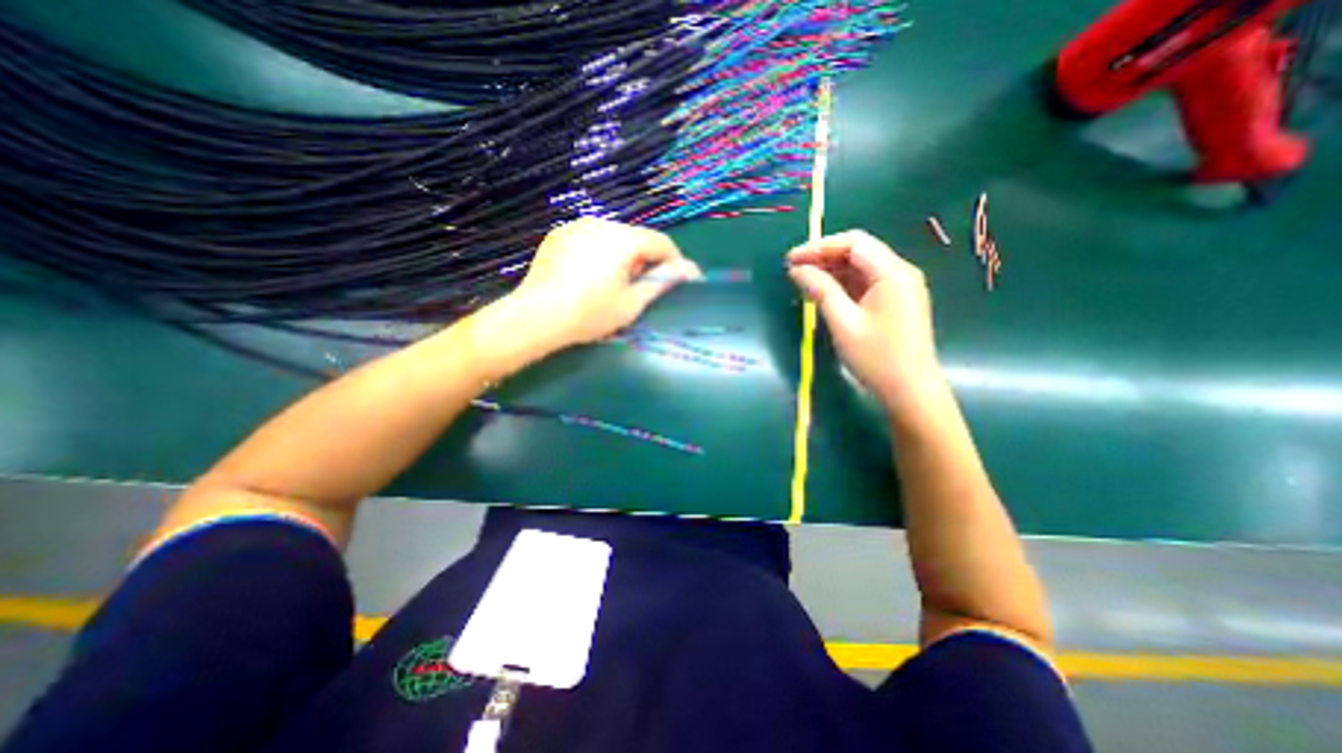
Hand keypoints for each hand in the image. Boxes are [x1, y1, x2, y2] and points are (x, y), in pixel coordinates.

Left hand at [510, 218, 707, 347]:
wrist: (536, 316)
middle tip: (641, 286)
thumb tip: (690, 269)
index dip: (673, 261)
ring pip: (612, 236)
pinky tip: (590, 275)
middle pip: (636, 237)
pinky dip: (600, 252)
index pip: (660, 242)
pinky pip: (590, 238)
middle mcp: (600, 223)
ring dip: (623, 255)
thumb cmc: (589, 313)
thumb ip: (661, 282)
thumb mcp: (631, 304)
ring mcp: (575, 226)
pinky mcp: (558, 234)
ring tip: (614, 282)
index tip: (676, 280)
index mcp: (622, 239)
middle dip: (645, 259)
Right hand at [788, 230, 940, 417]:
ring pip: (861, 267)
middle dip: (824, 257)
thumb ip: (821, 291)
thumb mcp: (844, 323)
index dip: (819, 247)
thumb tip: (797, 270)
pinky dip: (843, 285)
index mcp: (892, 273)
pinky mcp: (896, 302)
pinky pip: (866, 283)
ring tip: (803, 281)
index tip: (791, 259)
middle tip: (793, 270)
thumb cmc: (877, 358)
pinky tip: (824, 293)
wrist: (911, 392)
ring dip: (832, 271)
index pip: (853, 243)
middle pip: (858, 252)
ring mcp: (900, 288)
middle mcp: (900, 273)